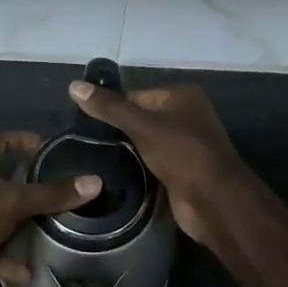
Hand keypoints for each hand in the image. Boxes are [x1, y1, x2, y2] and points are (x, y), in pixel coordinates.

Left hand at [0, 131, 102, 286]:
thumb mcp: (14, 201)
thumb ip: (53, 194)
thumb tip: (95, 181)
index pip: (4, 141)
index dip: (28, 141)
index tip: (56, 149)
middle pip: (4, 179)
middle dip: (31, 186)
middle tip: (63, 191)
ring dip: (21, 223)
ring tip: (53, 228)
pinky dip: (8, 260)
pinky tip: (30, 271)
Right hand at [67, 81, 246, 246]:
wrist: (214, 200)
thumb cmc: (182, 153)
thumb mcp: (142, 126)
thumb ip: (109, 107)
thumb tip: (73, 86)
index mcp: (182, 95)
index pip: (136, 94)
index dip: (111, 107)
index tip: (83, 122)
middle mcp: (186, 114)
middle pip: (140, 117)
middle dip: (117, 130)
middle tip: (84, 141)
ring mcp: (185, 143)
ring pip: (145, 141)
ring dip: (126, 150)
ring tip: (92, 156)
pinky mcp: (181, 169)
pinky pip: (152, 160)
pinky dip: (137, 166)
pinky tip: (112, 172)